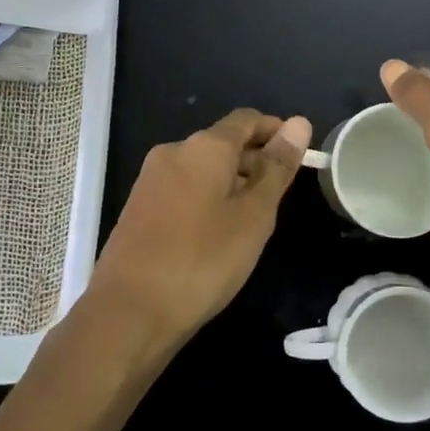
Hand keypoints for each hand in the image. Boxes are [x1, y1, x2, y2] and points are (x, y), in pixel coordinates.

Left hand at [90, 108, 313, 337]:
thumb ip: (276, 168)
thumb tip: (299, 123)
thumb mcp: (253, 216)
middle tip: (282, 194)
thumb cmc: (202, 260)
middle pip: (222, 142)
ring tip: (255, 217)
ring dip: (232, 182)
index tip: (301, 154)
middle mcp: (173, 152)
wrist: (129, 311)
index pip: (246, 119)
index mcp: (203, 147)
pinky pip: (183, 188)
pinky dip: (208, 198)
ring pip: (202, 168)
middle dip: (254, 160)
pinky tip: (219, 232)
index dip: (276, 131)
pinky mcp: (139, 207)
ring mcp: (151, 180)